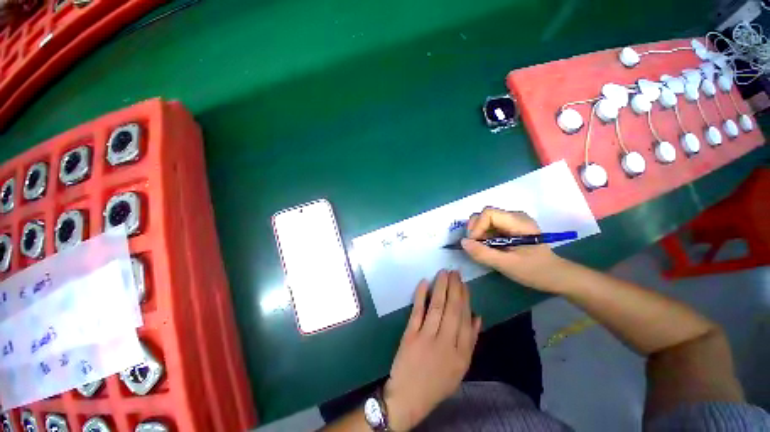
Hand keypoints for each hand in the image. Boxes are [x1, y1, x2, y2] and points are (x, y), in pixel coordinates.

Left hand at [384, 270, 480, 430]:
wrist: (409, 397)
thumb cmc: (437, 383)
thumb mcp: (461, 368)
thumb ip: (470, 342)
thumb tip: (477, 317)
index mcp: (461, 353)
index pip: (465, 319)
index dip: (465, 298)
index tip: (464, 284)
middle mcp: (446, 343)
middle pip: (453, 309)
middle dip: (455, 288)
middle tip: (455, 272)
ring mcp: (427, 337)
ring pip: (437, 307)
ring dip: (441, 287)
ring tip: (444, 272)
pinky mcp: (410, 335)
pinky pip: (418, 311)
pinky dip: (421, 295)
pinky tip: (424, 282)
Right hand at [460, 207, 562, 290]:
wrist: (555, 276)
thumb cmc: (535, 271)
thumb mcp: (507, 265)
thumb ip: (483, 254)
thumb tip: (463, 242)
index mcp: (518, 222)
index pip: (488, 213)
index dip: (477, 227)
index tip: (474, 244)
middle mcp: (514, 216)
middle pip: (484, 214)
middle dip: (475, 229)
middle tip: (475, 246)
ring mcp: (511, 222)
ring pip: (485, 220)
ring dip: (478, 234)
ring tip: (481, 248)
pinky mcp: (509, 228)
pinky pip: (489, 227)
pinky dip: (483, 236)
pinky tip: (487, 247)